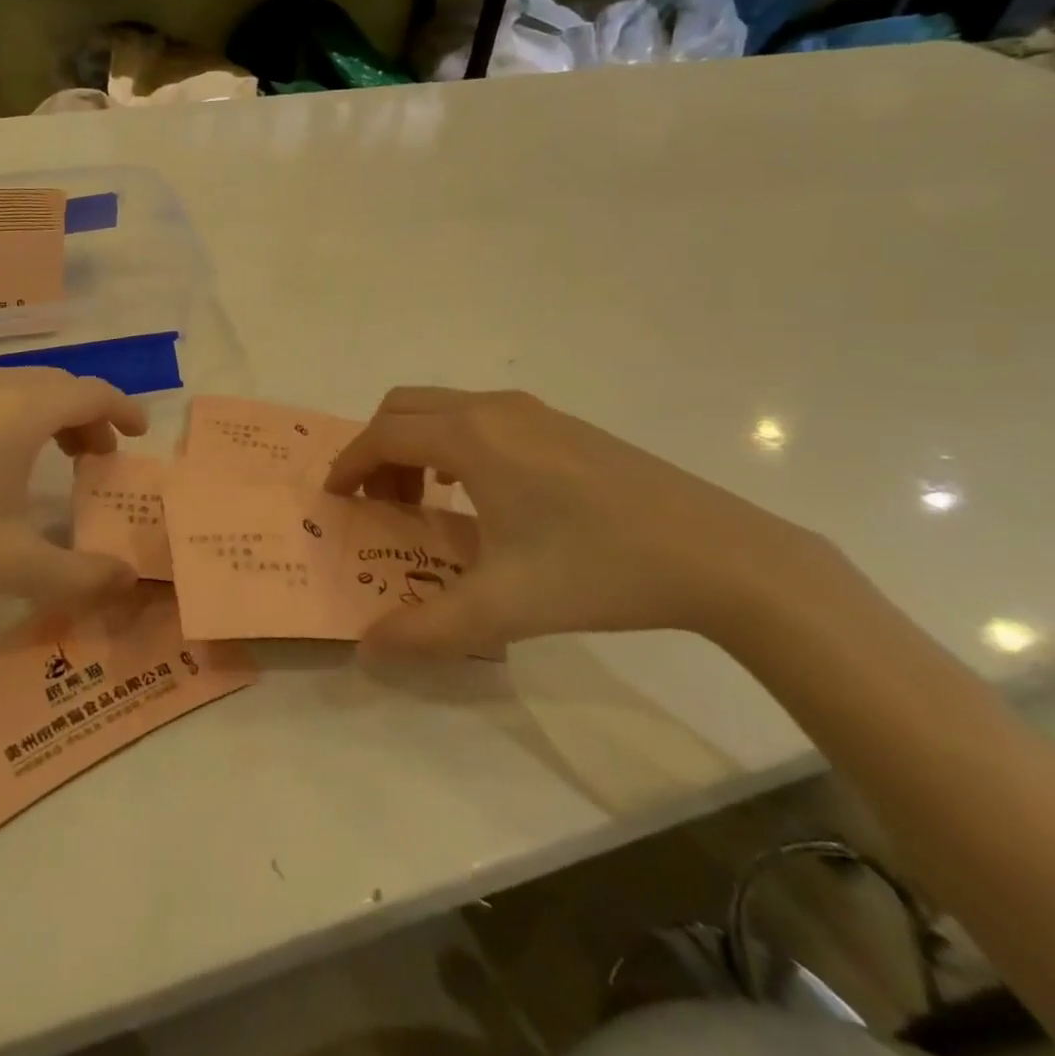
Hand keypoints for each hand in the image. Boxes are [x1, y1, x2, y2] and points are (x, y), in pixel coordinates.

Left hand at [0, 365, 145, 641]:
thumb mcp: (12, 566)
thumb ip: (81, 575)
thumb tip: (128, 579)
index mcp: (20, 411)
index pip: (92, 393)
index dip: (124, 409)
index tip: (141, 433)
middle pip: (59, 386)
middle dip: (89, 416)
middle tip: (99, 457)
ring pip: (21, 386)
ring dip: (51, 413)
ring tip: (56, 455)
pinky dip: (14, 413)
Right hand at [325, 388, 852, 658]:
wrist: (720, 554)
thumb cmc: (598, 570)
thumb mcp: (504, 608)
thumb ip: (426, 628)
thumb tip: (367, 649)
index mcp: (472, 438)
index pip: (383, 435)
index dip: (349, 465)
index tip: (334, 499)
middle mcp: (494, 408)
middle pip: (404, 407)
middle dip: (376, 449)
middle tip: (377, 502)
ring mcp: (532, 411)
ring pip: (443, 408)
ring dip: (415, 444)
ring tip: (423, 500)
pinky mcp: (561, 424)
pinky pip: (480, 416)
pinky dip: (452, 442)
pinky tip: (477, 494)